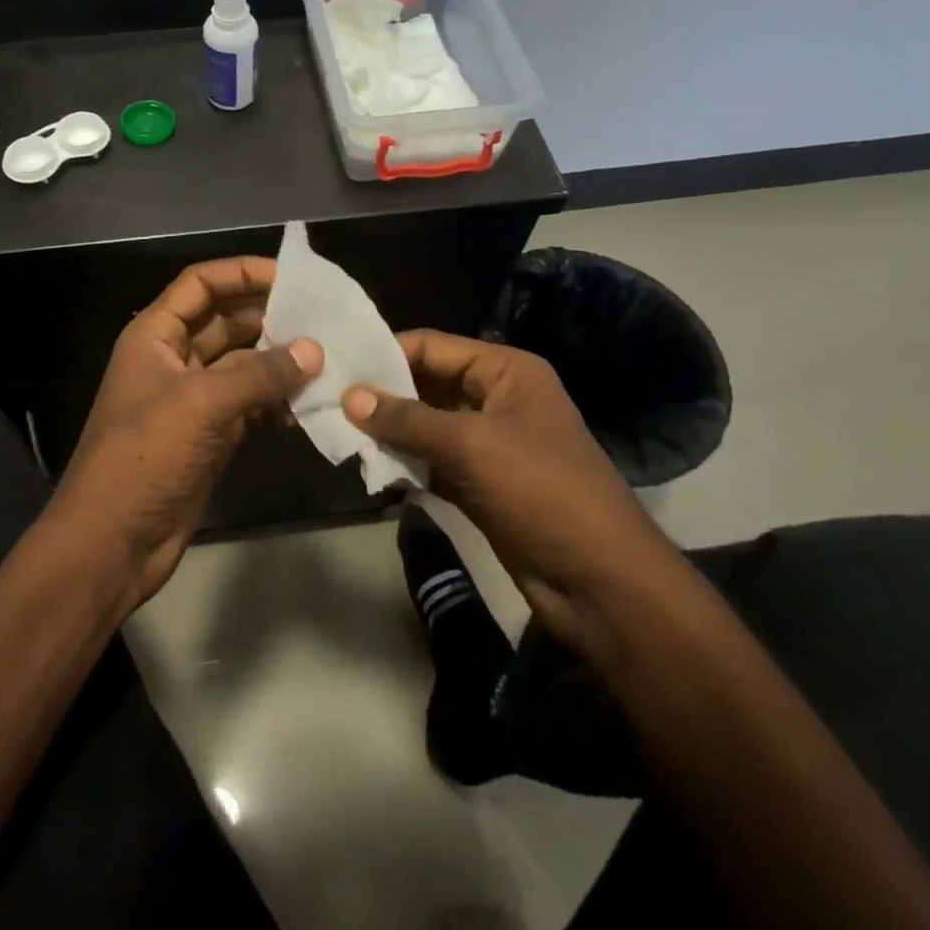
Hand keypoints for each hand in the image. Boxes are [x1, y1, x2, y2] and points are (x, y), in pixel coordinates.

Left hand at [54, 258, 322, 604]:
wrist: (112, 543)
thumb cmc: (145, 458)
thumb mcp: (201, 405)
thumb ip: (260, 374)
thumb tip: (314, 351)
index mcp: (154, 336)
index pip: (200, 284)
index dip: (242, 272)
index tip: (292, 277)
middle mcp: (172, 360)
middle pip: (225, 322)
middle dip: (270, 318)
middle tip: (323, 321)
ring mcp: (192, 400)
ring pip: (241, 366)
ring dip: (278, 363)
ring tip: (327, 361)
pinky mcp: (209, 436)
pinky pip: (248, 405)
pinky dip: (275, 402)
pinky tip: (309, 406)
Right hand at [342, 330, 679, 653]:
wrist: (600, 583)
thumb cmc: (541, 491)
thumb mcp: (471, 445)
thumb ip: (407, 419)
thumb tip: (349, 396)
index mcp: (507, 371)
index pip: (433, 347)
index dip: (386, 353)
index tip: (337, 364)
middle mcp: (497, 399)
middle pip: (428, 384)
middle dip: (383, 394)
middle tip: (329, 398)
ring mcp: (489, 444)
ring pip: (427, 425)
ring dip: (389, 431)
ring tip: (338, 430)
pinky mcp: (481, 483)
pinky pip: (433, 461)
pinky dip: (405, 463)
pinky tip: (369, 466)